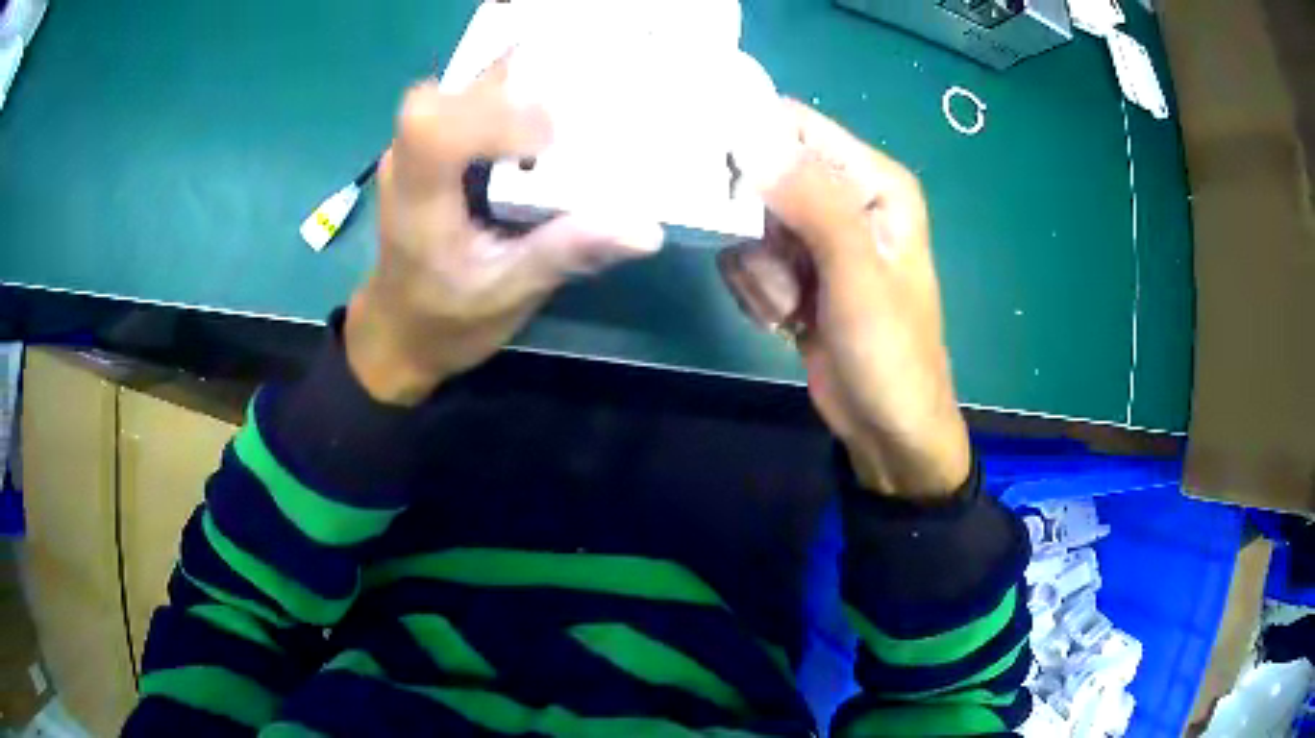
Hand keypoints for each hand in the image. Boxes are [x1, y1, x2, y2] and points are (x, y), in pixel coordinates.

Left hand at [345, 67, 664, 405]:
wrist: (400, 332)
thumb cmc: (446, 321)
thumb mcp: (508, 295)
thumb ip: (566, 254)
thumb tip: (644, 230)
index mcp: (419, 202)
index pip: (435, 129)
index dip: (495, 116)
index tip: (553, 141)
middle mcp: (406, 162)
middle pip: (447, 96)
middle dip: (509, 94)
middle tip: (567, 119)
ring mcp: (410, 150)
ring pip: (453, 91)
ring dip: (510, 92)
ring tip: (558, 117)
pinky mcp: (425, 147)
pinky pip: (461, 101)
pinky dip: (504, 100)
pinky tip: (534, 126)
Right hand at [719, 100, 969, 498]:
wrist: (887, 428)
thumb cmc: (890, 353)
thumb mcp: (857, 276)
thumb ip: (813, 202)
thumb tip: (753, 136)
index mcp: (873, 181)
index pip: (796, 126)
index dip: (751, 139)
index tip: (716, 175)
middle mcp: (843, 196)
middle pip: (762, 173)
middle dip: (755, 226)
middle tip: (779, 273)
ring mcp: (815, 234)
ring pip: (746, 221)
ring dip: (759, 271)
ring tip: (792, 309)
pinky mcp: (793, 268)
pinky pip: (745, 257)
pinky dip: (756, 291)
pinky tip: (785, 321)